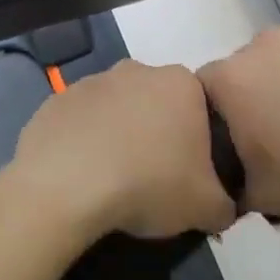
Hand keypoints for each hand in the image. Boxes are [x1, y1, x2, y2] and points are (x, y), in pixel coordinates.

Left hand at [10, 61, 236, 240]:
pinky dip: (83, 144)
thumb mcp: (206, 207)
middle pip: (156, 105)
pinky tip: (81, 176)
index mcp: (180, 83)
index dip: (198, 144)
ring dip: (118, 137)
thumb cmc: (149, 184)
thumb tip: (221, 208)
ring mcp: (90, 82)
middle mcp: (136, 71)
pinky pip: (79, 124)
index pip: (200, 109)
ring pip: (115, 111)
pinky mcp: (54, 102)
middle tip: (153, 178)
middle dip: (156, 135)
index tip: (189, 175)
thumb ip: (224, 204)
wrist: (67, 185)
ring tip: (113, 181)